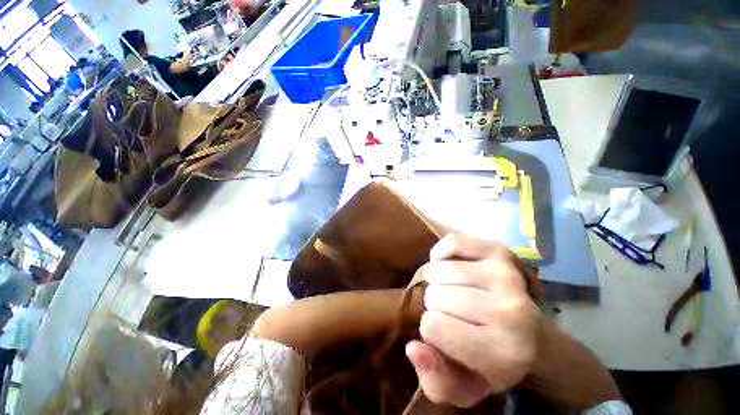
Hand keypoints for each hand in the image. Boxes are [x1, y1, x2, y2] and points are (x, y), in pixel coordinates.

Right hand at [406, 234, 540, 406]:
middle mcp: (510, 312)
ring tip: (449, 289)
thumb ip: (435, 379)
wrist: (534, 336)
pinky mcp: (500, 251)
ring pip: (439, 270)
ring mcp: (506, 275)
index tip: (443, 333)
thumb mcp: (464, 387)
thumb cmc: (493, 363)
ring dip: (436, 280)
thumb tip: (413, 347)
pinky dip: (440, 254)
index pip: (432, 326)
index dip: (430, 329)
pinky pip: (452, 243)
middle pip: (435, 295)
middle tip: (449, 310)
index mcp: (502, 353)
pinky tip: (447, 265)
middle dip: (434, 304)